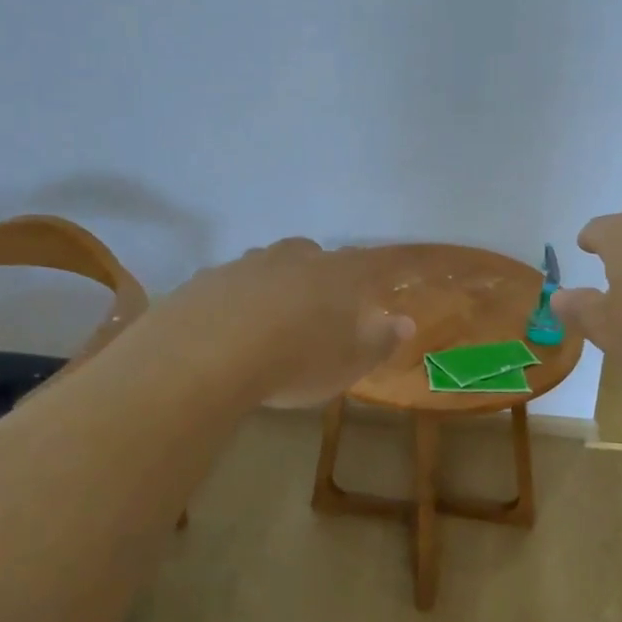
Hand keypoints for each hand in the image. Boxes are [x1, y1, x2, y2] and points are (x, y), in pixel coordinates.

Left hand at [160, 238, 414, 406]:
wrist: (205, 356)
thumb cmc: (294, 362)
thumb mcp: (348, 364)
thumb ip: (379, 341)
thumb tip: (405, 322)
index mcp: (340, 275)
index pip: (382, 262)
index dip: (402, 263)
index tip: (416, 264)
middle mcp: (297, 258)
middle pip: (319, 256)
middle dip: (327, 276)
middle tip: (325, 309)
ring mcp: (249, 263)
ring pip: (274, 266)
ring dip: (281, 284)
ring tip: (276, 321)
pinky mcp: (210, 278)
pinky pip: (235, 284)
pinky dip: (241, 299)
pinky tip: (233, 329)